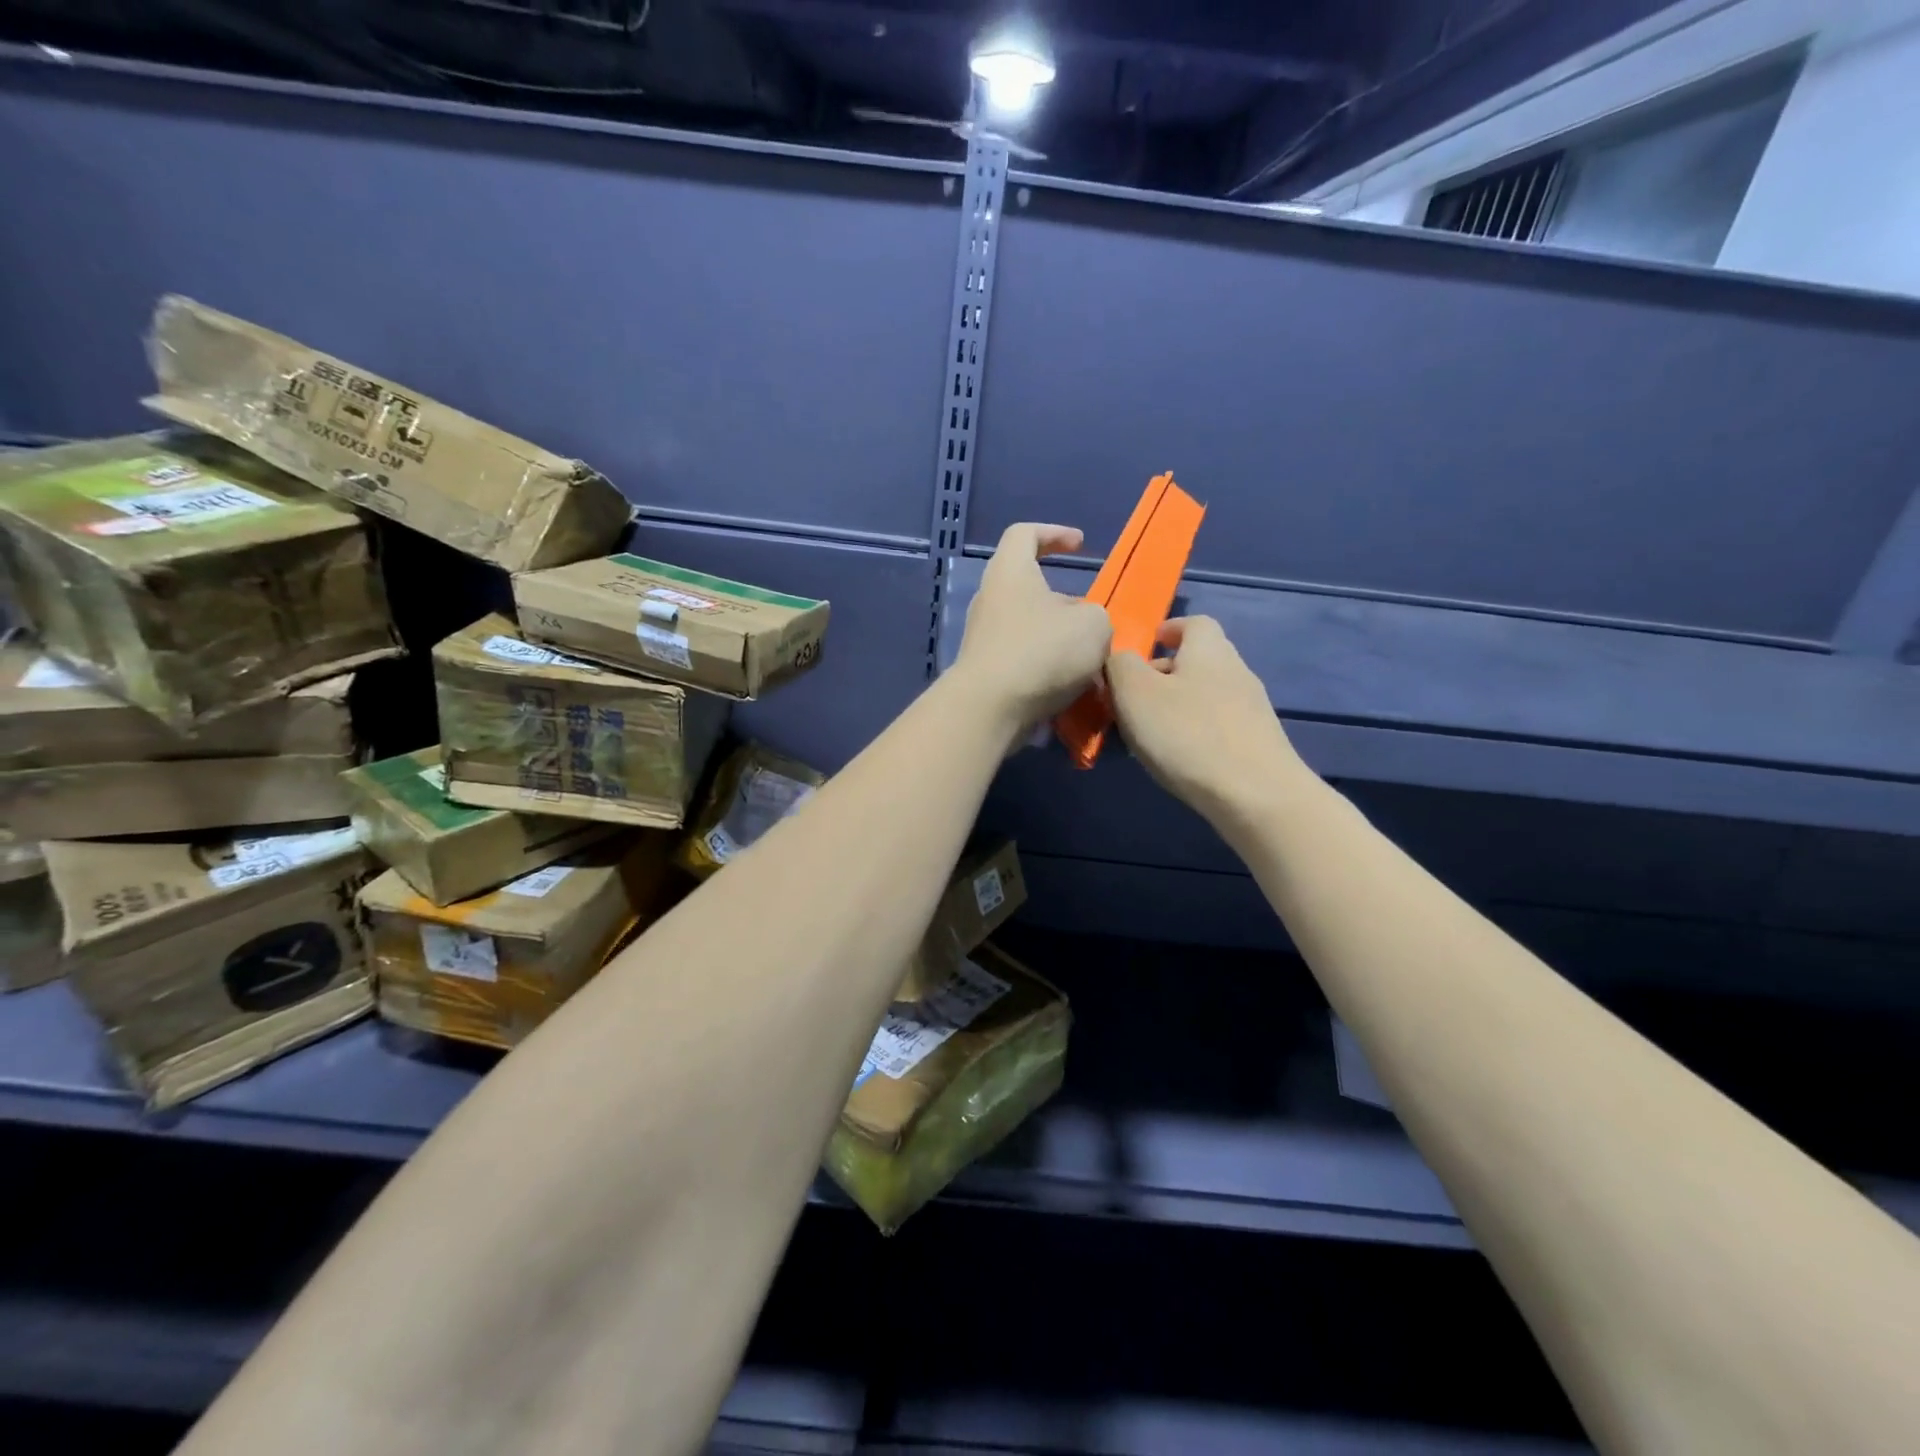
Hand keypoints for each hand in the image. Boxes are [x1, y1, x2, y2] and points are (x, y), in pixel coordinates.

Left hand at [953, 523, 1111, 735]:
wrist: (990, 709)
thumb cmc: (1041, 652)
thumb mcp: (1094, 625)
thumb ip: (1096, 616)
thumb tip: (1083, 626)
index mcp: (1010, 572)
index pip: (1024, 534)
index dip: (1054, 533)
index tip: (1079, 545)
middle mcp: (990, 598)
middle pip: (1030, 587)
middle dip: (1066, 603)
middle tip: (1093, 621)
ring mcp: (983, 636)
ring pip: (1030, 627)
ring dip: (1059, 640)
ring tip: (1089, 661)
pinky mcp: (985, 670)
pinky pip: (1022, 658)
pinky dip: (1046, 667)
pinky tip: (1069, 687)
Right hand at [1107, 616, 1311, 827]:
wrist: (1257, 796)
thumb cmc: (1188, 734)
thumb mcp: (1135, 693)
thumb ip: (1120, 666)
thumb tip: (1120, 658)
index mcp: (1208, 650)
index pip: (1193, 623)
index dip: (1169, 630)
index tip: (1148, 644)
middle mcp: (1235, 671)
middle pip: (1199, 660)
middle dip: (1165, 672)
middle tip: (1132, 696)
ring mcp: (1251, 709)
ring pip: (1206, 694)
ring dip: (1176, 705)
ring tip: (1148, 732)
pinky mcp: (1257, 743)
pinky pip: (1216, 725)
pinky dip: (1193, 731)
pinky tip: (1177, 758)